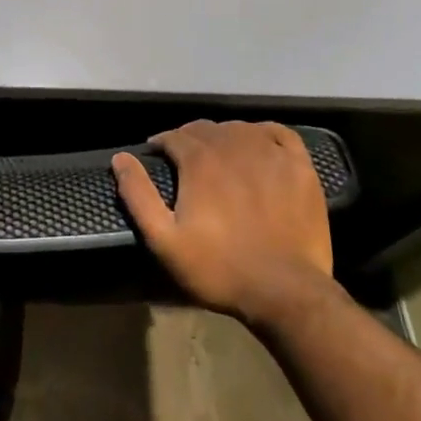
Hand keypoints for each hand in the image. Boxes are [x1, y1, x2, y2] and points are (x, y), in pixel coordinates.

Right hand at [113, 120, 333, 326]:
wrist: (286, 291)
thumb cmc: (220, 269)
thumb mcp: (166, 241)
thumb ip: (139, 196)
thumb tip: (120, 157)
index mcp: (200, 160)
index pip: (175, 136)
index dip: (163, 143)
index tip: (159, 156)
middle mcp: (233, 145)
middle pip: (206, 129)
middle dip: (191, 139)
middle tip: (187, 160)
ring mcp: (270, 153)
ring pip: (239, 129)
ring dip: (224, 136)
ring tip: (220, 156)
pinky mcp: (300, 166)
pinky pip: (279, 133)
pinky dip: (265, 133)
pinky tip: (260, 145)